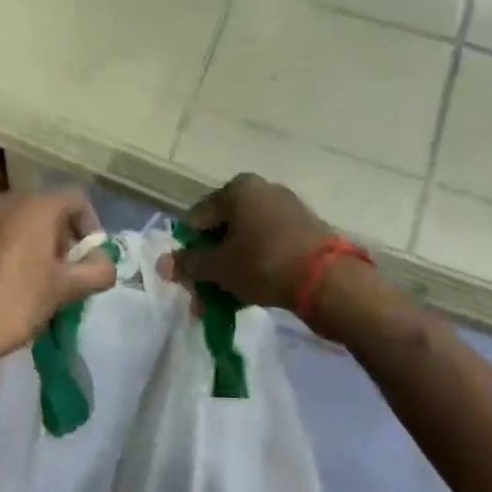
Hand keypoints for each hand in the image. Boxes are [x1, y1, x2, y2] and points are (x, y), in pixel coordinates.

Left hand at [0, 190, 119, 361]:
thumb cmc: (19, 299)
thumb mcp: (67, 288)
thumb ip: (98, 271)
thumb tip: (105, 263)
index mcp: (38, 204)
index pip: (78, 200)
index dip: (92, 227)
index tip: (90, 260)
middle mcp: (10, 200)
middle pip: (51, 209)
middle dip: (65, 239)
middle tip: (69, 274)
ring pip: (26, 222)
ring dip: (41, 246)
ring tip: (44, 282)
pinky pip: (4, 234)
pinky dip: (17, 250)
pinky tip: (16, 282)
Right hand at [164, 174, 335, 313]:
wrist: (329, 280)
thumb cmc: (264, 263)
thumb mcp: (218, 267)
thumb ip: (189, 264)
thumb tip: (163, 265)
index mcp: (238, 189)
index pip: (197, 218)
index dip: (188, 250)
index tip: (187, 279)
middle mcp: (263, 191)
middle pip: (222, 230)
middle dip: (209, 265)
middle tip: (202, 296)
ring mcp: (287, 210)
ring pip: (245, 243)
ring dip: (230, 271)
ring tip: (223, 303)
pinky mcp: (305, 232)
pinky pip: (268, 249)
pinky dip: (254, 269)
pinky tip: (248, 296)